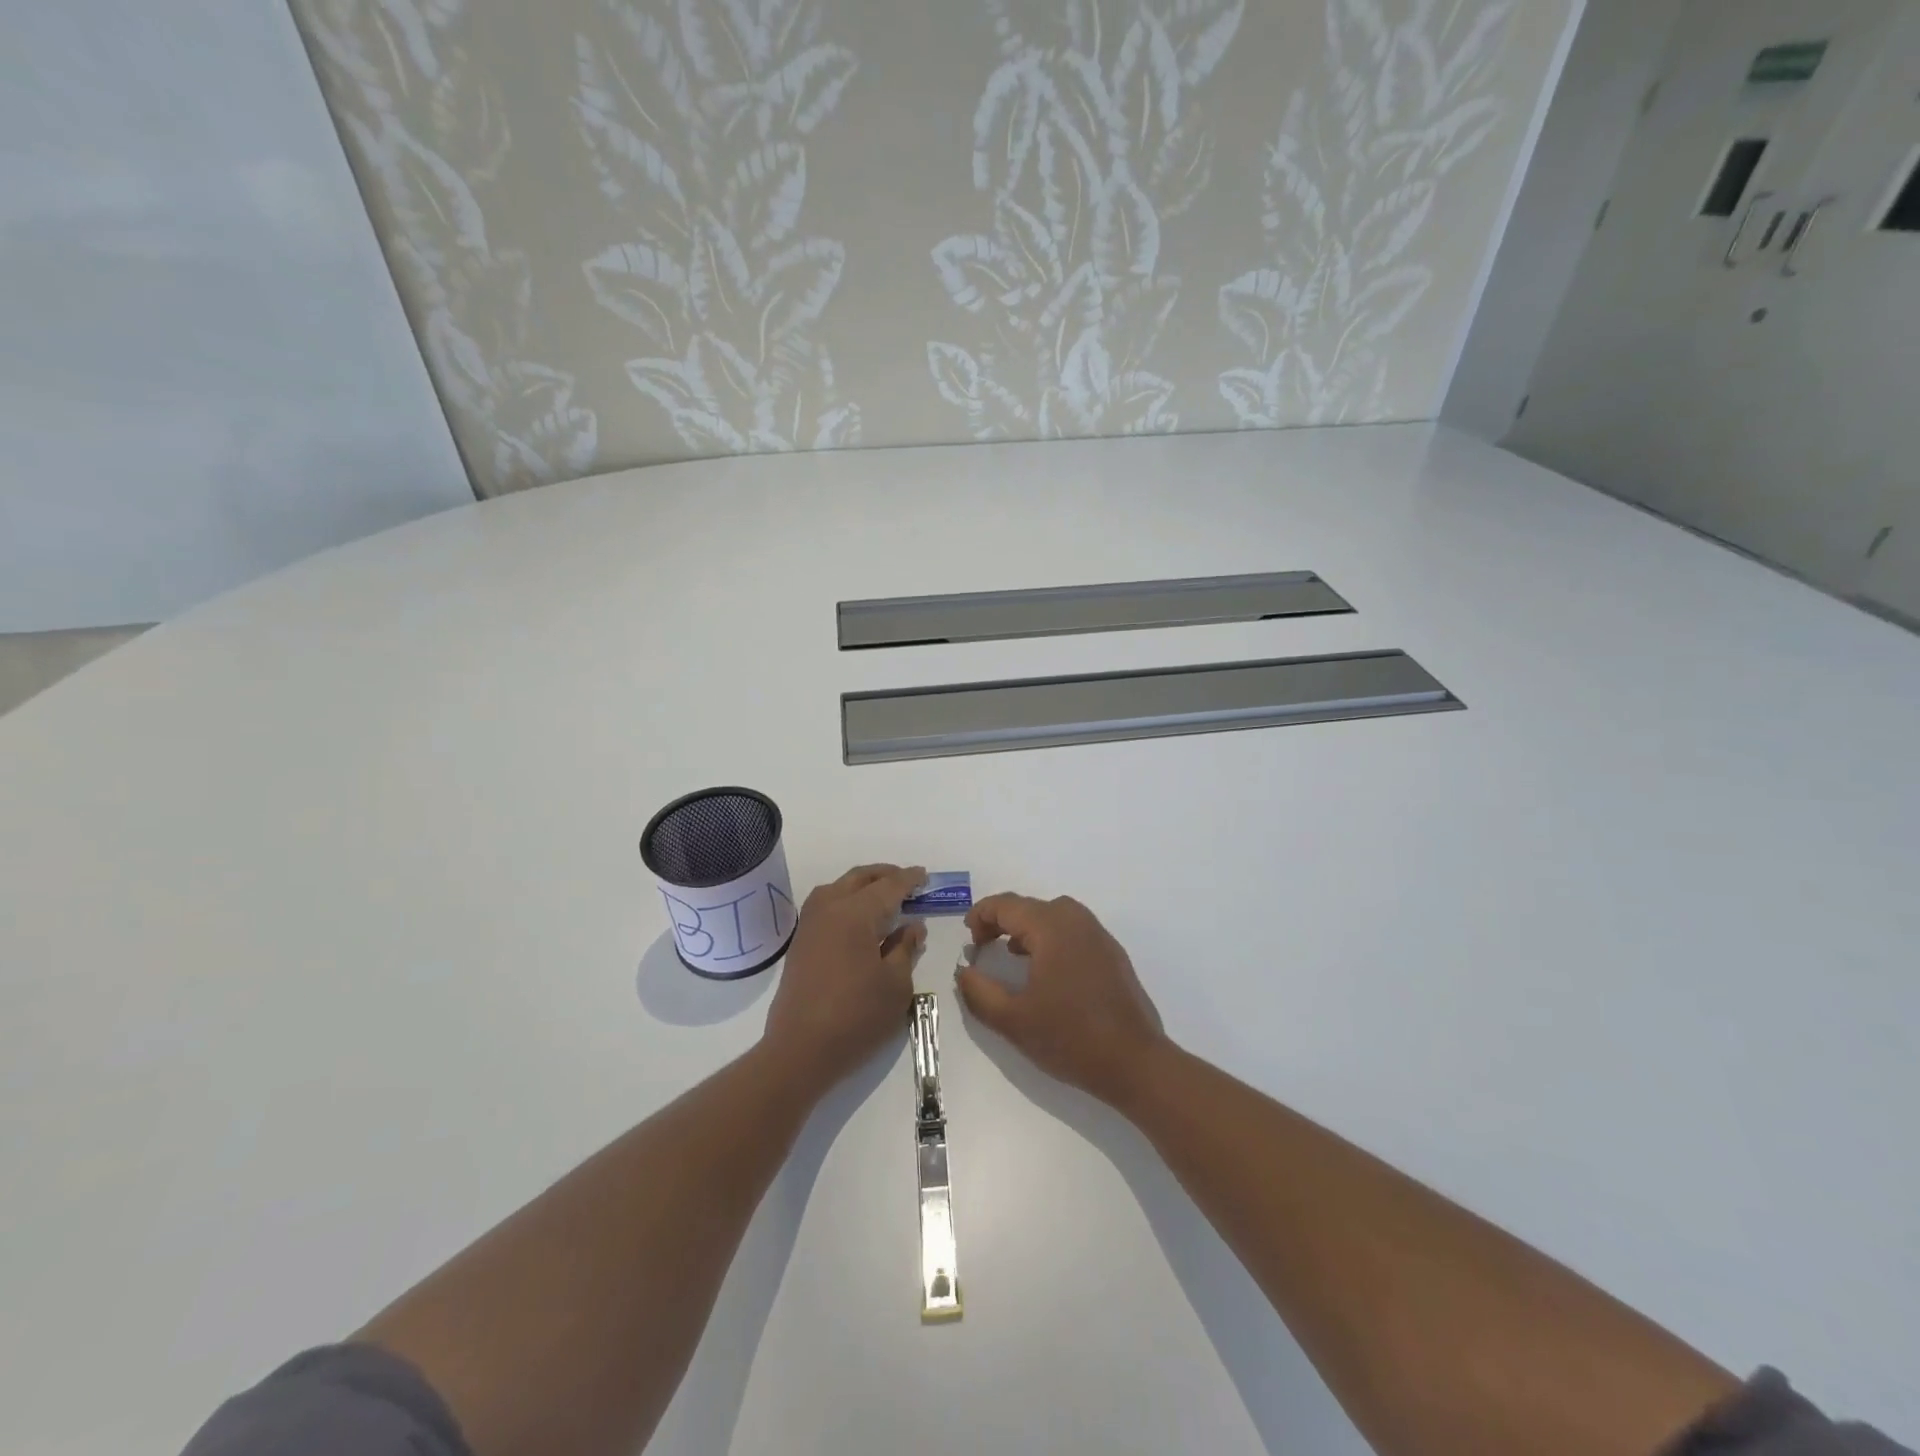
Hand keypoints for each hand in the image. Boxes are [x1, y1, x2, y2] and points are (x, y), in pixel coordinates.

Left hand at [762, 864, 926, 1094]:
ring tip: (885, 898)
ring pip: (839, 888)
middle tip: (907, 883)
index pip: (888, 886)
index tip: (924, 876)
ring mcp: (810, 924)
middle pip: (859, 878)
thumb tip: (913, 926)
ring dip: (863, 886)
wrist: (800, 1050)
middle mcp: (828, 908)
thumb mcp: (896, 985)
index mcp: (854, 913)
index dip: (909, 880)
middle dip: (885, 875)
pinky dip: (847, 901)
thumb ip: (905, 948)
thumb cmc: (856, 1017)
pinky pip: (827, 905)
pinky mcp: (801, 942)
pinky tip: (861, 920)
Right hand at [956, 893, 1167, 1108]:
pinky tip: (1046, 970)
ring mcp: (1099, 935)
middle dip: (1002, 921)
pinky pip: (1073, 931)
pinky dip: (1051, 938)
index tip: (968, 938)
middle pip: (1030, 906)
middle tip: (983, 946)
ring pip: (1054, 916)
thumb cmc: (1070, 1037)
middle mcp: (1076, 920)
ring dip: (1028, 928)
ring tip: (1011, 954)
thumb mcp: (1013, 1020)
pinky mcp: (1112, 954)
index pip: (1007, 905)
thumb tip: (964, 971)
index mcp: (1051, 927)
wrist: (1134, 1062)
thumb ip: (979, 992)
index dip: (981, 915)